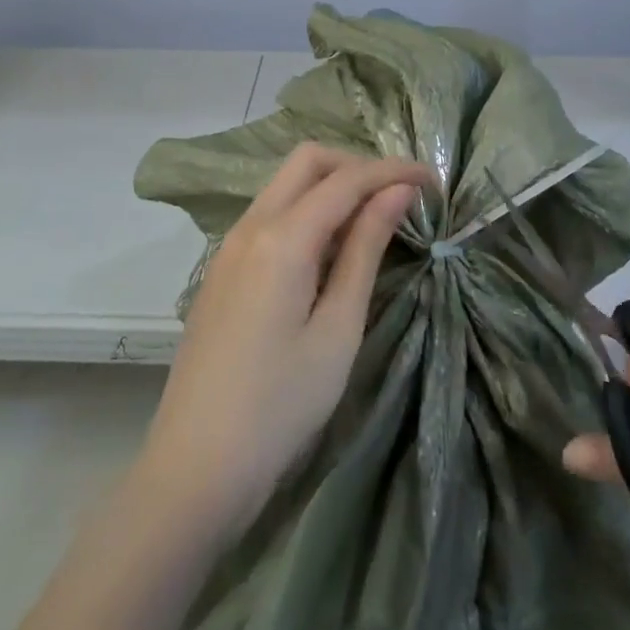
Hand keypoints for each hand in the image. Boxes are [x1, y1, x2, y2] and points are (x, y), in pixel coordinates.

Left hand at [139, 144, 432, 541]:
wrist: (196, 467)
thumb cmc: (281, 406)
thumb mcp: (338, 329)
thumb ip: (365, 250)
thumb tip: (396, 193)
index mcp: (281, 239)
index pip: (346, 179)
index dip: (393, 170)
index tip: (433, 179)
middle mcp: (250, 227)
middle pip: (307, 162)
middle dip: (357, 165)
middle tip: (399, 195)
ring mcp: (229, 247)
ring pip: (285, 185)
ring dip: (331, 186)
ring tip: (374, 219)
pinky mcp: (222, 270)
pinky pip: (270, 215)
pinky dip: (306, 211)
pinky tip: (330, 249)